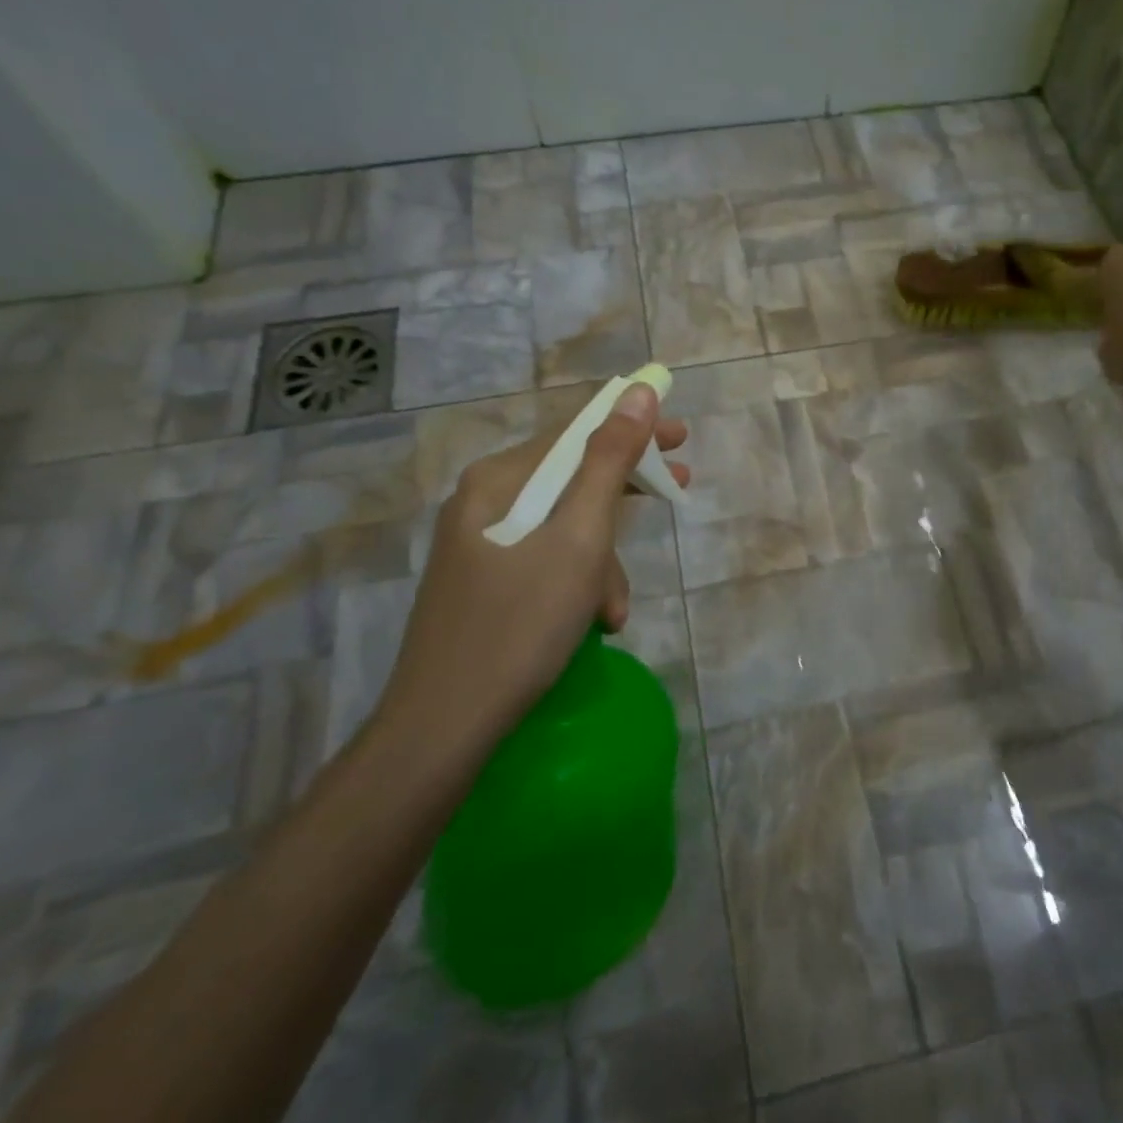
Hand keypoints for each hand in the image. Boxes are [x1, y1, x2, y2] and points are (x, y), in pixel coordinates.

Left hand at [374, 383, 690, 765]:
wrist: (441, 730)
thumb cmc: (519, 625)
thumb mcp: (578, 539)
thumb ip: (610, 462)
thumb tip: (636, 392)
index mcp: (498, 480)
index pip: (576, 433)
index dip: (633, 428)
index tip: (681, 437)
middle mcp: (483, 502)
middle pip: (571, 478)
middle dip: (625, 493)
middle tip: (678, 490)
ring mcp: (480, 546)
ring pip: (562, 529)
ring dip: (601, 562)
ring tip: (613, 611)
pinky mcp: (484, 583)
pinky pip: (545, 562)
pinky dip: (577, 584)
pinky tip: (593, 624)